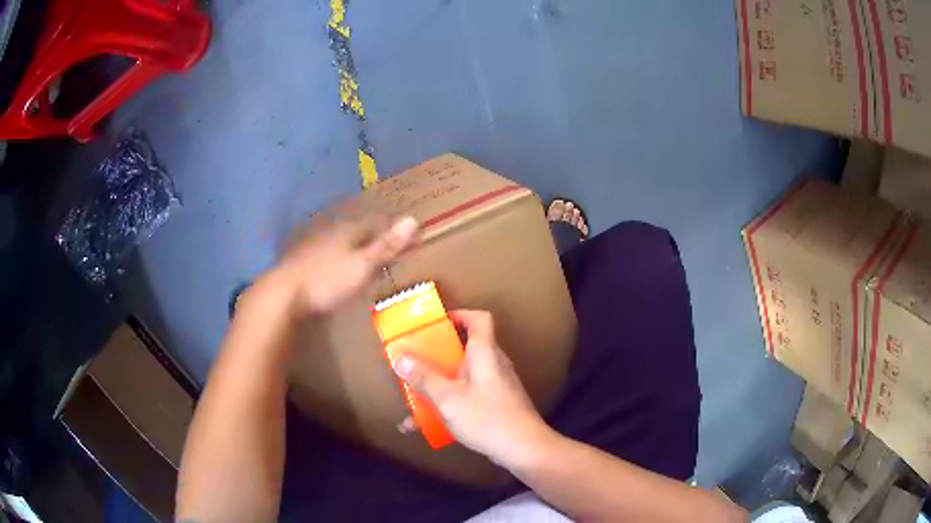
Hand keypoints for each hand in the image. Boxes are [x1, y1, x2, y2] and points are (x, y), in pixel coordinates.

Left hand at [259, 215, 419, 317]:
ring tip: (364, 261)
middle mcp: (332, 232)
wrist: (284, 294)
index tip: (406, 237)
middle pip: (358, 231)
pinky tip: (336, 270)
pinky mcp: (302, 261)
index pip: (376, 223)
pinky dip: (337, 260)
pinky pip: (327, 255)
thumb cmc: (327, 279)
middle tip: (387, 249)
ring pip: (341, 242)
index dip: (392, 229)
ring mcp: (314, 245)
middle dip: (373, 238)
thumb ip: (386, 245)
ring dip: (354, 249)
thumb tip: (413, 218)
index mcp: (349, 230)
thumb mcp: (363, 265)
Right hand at [392, 310, 554, 465]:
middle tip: (416, 360)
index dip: (460, 314)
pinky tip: (426, 426)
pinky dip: (449, 405)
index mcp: (485, 353)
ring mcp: (497, 386)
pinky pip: (468, 397)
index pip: (480, 319)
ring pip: (463, 377)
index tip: (437, 323)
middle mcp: (493, 365)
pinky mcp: (497, 405)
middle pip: (466, 349)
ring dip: (439, 384)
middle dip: (438, 355)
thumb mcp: (448, 398)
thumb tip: (400, 358)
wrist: (523, 448)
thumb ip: (423, 378)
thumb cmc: (486, 416)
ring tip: (414, 396)